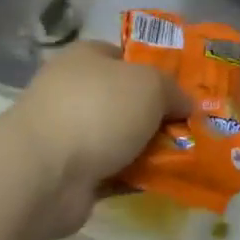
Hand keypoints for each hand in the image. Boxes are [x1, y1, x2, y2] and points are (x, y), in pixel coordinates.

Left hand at [7, 42, 188, 239]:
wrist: (45, 172)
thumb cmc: (98, 110)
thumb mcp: (150, 85)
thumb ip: (173, 90)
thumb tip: (186, 104)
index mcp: (86, 58)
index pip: (125, 56)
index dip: (156, 70)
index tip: (185, 91)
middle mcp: (74, 91)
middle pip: (126, 100)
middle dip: (158, 116)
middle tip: (194, 129)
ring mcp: (69, 134)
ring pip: (121, 139)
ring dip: (149, 150)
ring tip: (188, 159)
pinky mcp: (70, 174)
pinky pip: (114, 171)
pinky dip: (136, 177)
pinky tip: (164, 183)